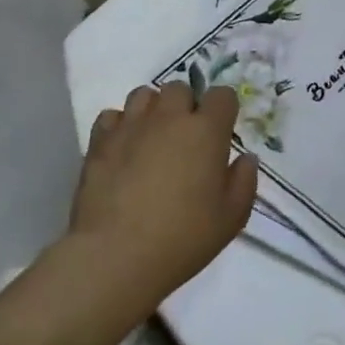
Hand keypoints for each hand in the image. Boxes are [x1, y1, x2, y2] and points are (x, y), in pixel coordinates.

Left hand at [69, 83, 258, 311]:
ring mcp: (131, 127)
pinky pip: (112, 116)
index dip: (224, 109)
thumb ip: (244, 181)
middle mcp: (169, 118)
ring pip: (144, 94)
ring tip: (154, 137)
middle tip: (186, 137)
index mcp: (207, 130)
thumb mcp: (232, 217)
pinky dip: (121, 125)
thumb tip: (244, 158)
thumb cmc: (183, 237)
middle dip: (186, 105)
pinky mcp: (99, 142)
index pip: (222, 95)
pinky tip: (124, 148)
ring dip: (153, 109)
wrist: (115, 256)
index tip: (222, 131)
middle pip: (180, 88)